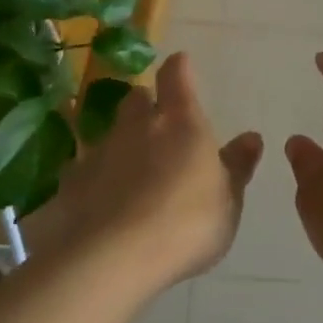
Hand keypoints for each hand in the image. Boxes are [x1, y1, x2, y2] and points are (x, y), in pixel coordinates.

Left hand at [51, 52, 262, 290]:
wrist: (113, 258)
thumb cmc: (186, 224)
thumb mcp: (227, 201)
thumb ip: (237, 167)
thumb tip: (251, 137)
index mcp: (181, 122)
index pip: (176, 75)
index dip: (179, 68)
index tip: (181, 64)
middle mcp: (137, 126)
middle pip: (137, 98)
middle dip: (146, 105)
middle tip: (157, 125)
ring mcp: (100, 151)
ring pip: (110, 133)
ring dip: (121, 143)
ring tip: (130, 171)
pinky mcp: (71, 181)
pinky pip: (85, 169)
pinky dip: (96, 178)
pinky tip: (102, 203)